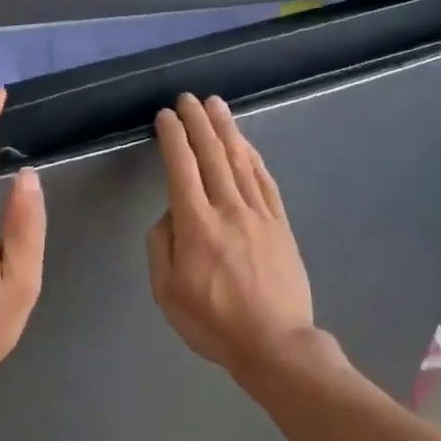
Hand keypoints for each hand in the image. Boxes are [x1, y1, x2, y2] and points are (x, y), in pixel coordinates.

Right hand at [147, 94, 317, 377]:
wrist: (274, 342)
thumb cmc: (213, 321)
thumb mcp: (166, 292)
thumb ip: (160, 246)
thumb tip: (170, 215)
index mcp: (196, 225)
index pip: (181, 168)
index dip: (172, 137)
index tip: (165, 116)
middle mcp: (228, 209)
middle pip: (211, 154)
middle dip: (198, 122)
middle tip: (188, 98)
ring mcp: (258, 213)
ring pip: (240, 160)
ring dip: (227, 129)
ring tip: (216, 105)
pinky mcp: (280, 223)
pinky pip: (264, 180)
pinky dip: (252, 156)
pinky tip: (245, 143)